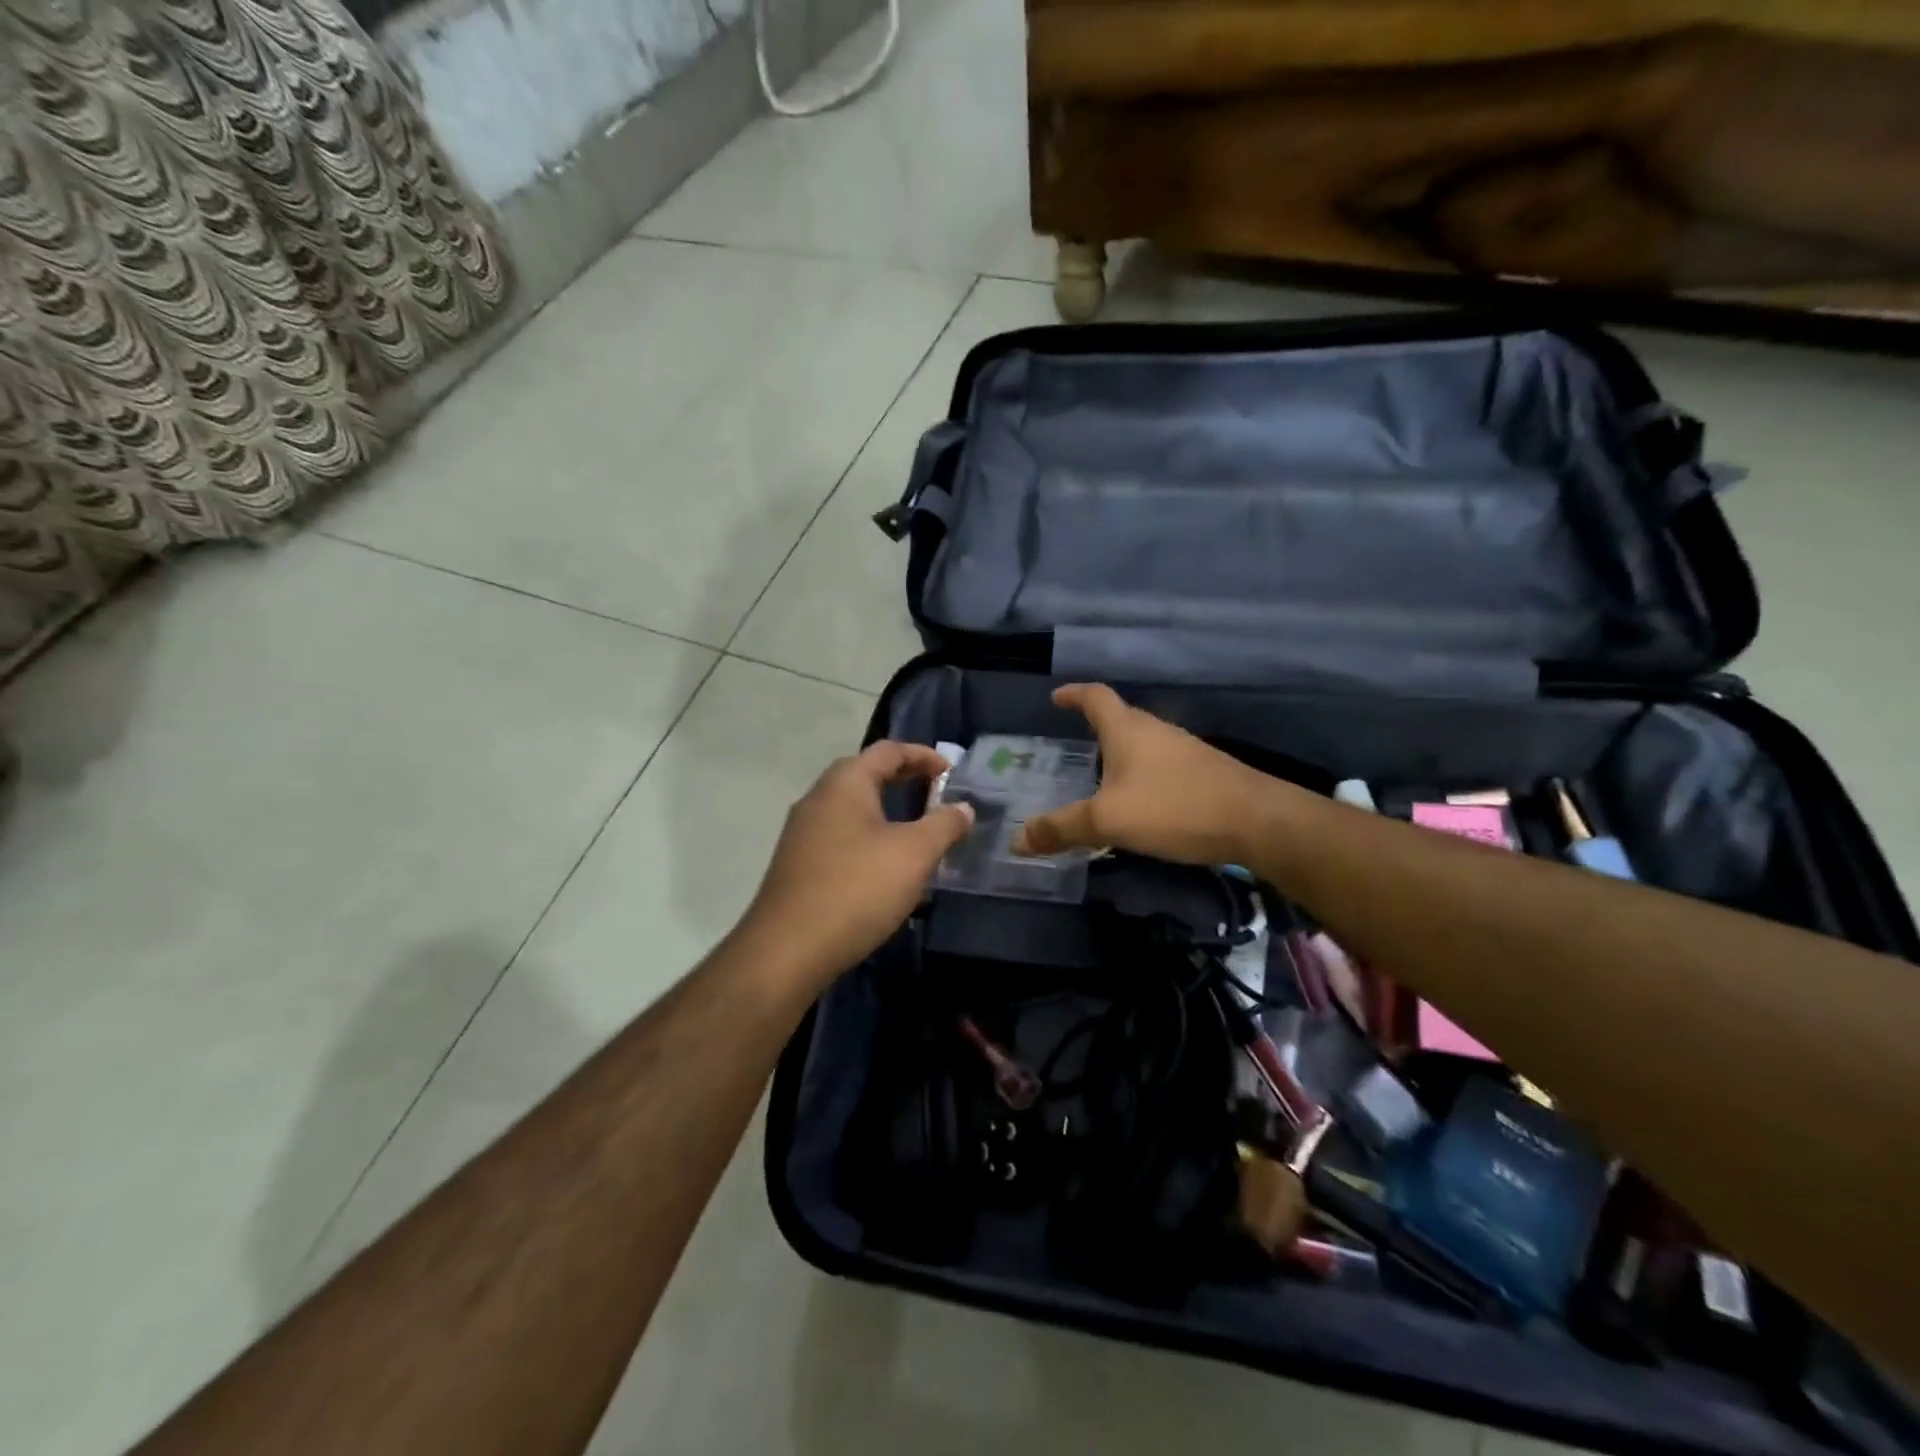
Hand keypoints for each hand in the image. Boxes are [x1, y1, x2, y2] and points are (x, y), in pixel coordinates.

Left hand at [742, 742, 973, 983]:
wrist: (788, 949)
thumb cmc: (858, 888)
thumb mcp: (915, 853)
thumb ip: (944, 825)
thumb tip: (963, 808)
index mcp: (845, 783)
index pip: (888, 750)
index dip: (924, 755)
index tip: (952, 772)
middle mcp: (819, 798)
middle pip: (867, 774)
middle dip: (905, 780)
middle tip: (938, 796)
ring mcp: (803, 832)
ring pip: (852, 808)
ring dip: (887, 812)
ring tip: (918, 832)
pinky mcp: (798, 864)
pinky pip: (841, 836)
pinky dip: (869, 837)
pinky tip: (886, 867)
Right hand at [1012, 684, 1271, 865]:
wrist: (1256, 822)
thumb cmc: (1174, 807)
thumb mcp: (1108, 821)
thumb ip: (1062, 828)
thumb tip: (1017, 839)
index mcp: (1127, 729)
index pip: (1095, 697)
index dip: (1074, 694)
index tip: (1056, 697)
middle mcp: (1155, 731)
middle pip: (1120, 717)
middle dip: (1095, 726)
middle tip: (1071, 743)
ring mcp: (1183, 750)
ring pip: (1142, 743)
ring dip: (1119, 752)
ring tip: (1099, 775)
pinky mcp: (1203, 773)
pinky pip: (1160, 765)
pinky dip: (1140, 774)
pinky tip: (1139, 801)